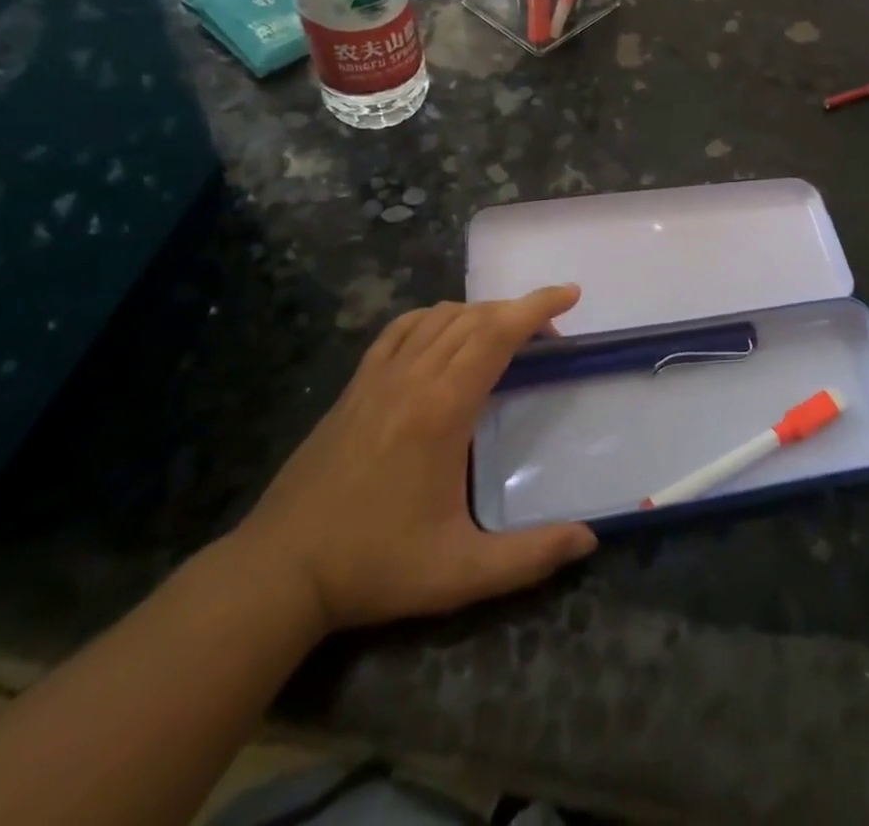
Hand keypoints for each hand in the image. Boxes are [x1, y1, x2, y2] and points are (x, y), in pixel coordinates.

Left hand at [235, 286, 596, 632]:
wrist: (279, 570)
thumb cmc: (375, 565)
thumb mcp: (460, 573)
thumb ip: (529, 556)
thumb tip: (588, 539)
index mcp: (442, 408)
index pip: (497, 334)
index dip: (537, 306)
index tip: (570, 294)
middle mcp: (412, 377)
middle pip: (474, 318)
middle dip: (518, 312)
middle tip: (549, 336)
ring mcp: (378, 377)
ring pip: (438, 317)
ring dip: (480, 314)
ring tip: (505, 337)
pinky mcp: (356, 385)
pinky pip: (401, 329)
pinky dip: (434, 318)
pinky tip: (443, 336)